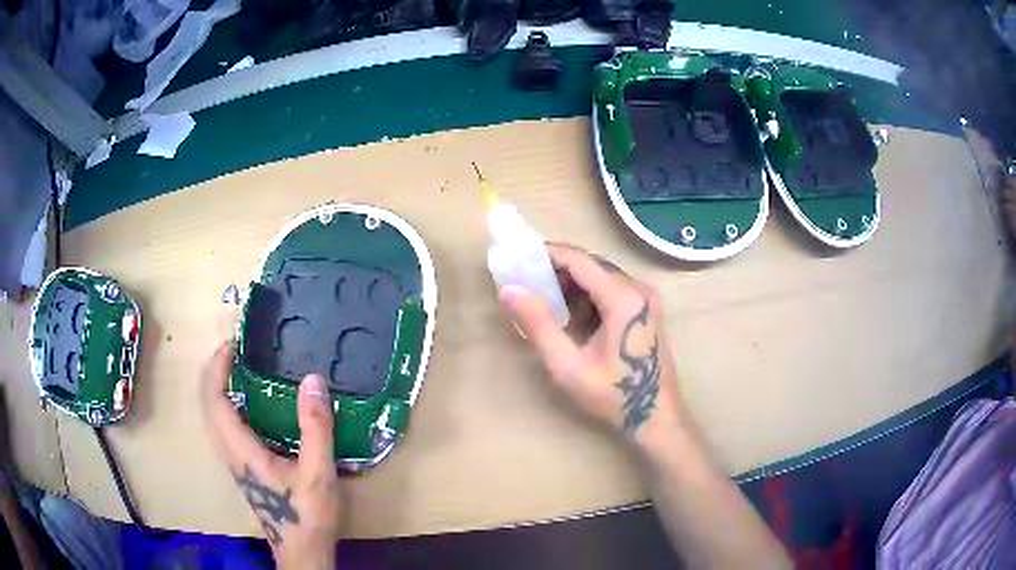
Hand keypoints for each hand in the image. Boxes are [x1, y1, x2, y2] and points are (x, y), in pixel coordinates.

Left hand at [202, 342, 341, 569]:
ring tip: (240, 370)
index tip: (234, 344)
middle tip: (237, 351)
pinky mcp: (242, 468)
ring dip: (219, 387)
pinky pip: (224, 427)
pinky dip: (228, 405)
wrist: (301, 551)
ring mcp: (233, 462)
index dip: (218, 367)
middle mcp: (229, 452)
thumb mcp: (318, 472)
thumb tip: (313, 380)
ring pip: (212, 417)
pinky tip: (251, 405)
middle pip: (207, 404)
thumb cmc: (307, 515)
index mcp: (241, 450)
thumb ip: (315, 428)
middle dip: (215, 372)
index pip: (215, 399)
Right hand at [498, 243, 682, 446]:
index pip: (579, 259)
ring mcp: (646, 298)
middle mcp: (638, 288)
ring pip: (601, 276)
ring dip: (572, 284)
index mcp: (623, 297)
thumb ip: (538, 324)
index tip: (518, 259)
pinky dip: (588, 295)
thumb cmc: (613, 395)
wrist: (657, 417)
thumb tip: (509, 289)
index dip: (547, 254)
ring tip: (542, 299)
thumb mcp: (568, 365)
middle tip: (525, 282)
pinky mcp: (647, 309)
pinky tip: (571, 315)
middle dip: (556, 270)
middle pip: (591, 265)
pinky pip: (612, 290)